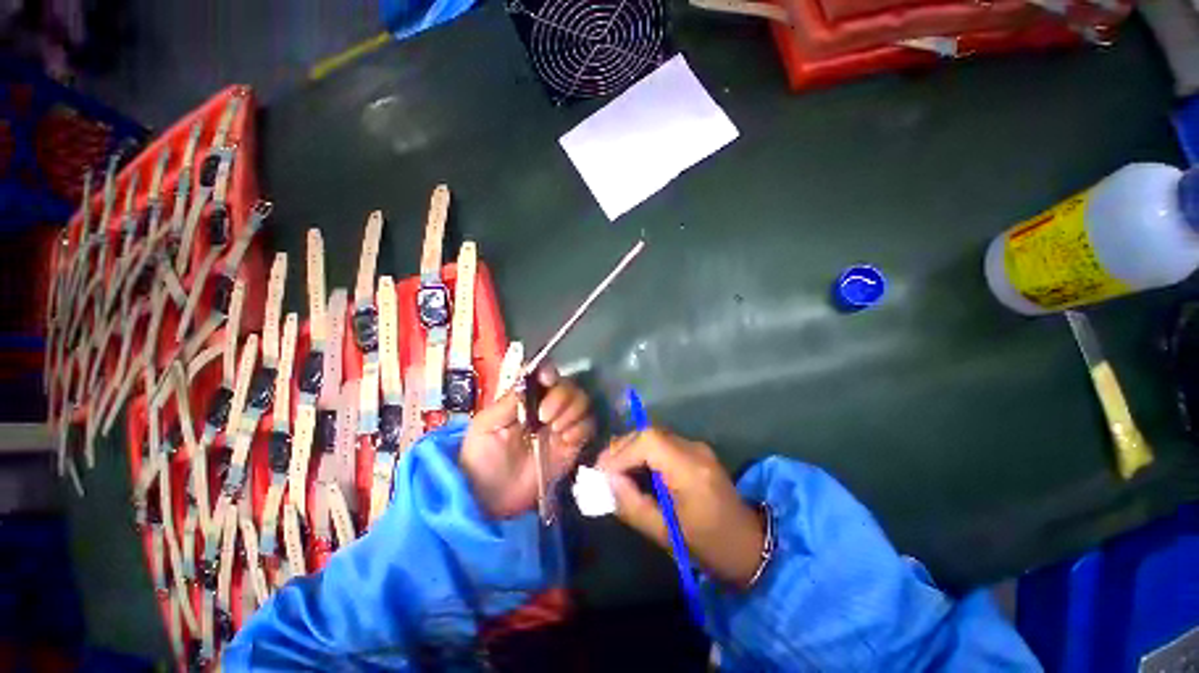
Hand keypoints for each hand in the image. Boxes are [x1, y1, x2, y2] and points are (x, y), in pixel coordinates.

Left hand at [460, 365, 594, 518]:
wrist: (490, 500)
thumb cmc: (481, 458)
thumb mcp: (487, 426)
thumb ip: (509, 401)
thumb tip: (529, 375)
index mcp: (526, 397)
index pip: (545, 373)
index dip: (550, 372)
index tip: (547, 381)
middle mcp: (547, 406)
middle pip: (568, 386)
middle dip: (561, 397)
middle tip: (544, 417)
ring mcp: (561, 425)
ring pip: (582, 403)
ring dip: (572, 412)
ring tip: (555, 430)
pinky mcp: (572, 445)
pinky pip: (588, 426)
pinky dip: (581, 429)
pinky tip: (566, 440)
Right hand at [597, 428, 764, 587]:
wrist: (750, 546)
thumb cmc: (710, 547)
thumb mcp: (667, 534)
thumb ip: (633, 506)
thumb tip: (606, 483)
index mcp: (691, 470)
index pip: (649, 442)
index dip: (621, 452)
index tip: (601, 473)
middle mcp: (694, 449)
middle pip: (649, 433)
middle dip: (622, 448)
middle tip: (601, 471)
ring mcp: (697, 447)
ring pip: (654, 435)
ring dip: (630, 449)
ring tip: (612, 470)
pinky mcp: (695, 451)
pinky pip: (662, 443)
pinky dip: (642, 452)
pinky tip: (632, 468)